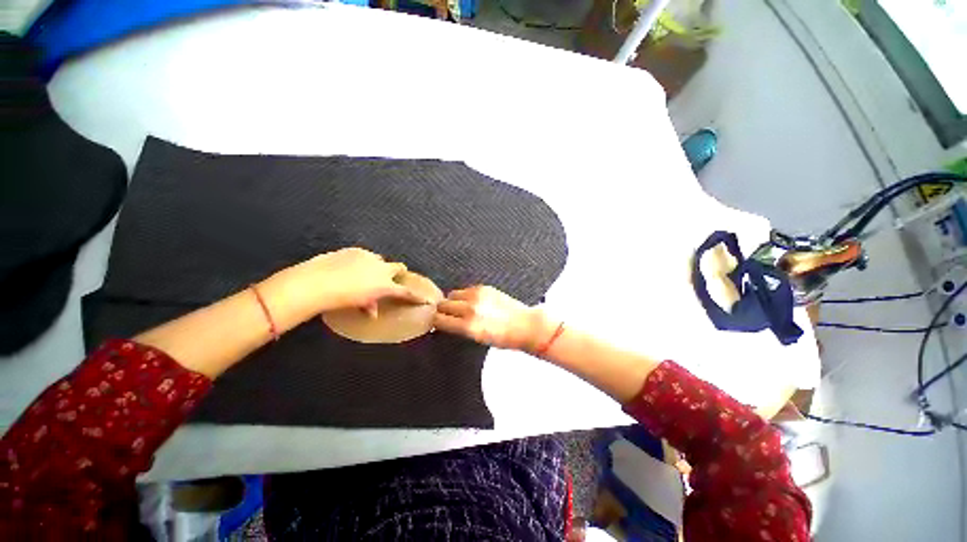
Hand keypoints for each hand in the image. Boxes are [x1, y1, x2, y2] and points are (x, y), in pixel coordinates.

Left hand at [270, 248, 425, 314]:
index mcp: (385, 285)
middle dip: (398, 272)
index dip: (417, 296)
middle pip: (398, 267)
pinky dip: (362, 261)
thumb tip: (373, 312)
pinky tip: (350, 266)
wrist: (316, 282)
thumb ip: (370, 306)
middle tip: (390, 278)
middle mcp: (381, 269)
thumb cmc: (340, 299)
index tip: (426, 300)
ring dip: (377, 266)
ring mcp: (369, 257)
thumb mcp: (358, 305)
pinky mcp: (355, 250)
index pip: (406, 292)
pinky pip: (364, 255)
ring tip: (364, 273)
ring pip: (380, 260)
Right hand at [433, 285, 556, 351]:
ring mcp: (477, 296)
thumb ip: (459, 329)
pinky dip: (464, 296)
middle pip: (442, 305)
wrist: (525, 325)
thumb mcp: (478, 339)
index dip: (436, 322)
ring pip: (451, 295)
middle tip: (448, 315)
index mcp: (468, 327)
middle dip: (442, 311)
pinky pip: (465, 290)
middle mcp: (470, 309)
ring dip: (452, 302)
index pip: (438, 320)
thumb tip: (444, 323)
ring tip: (460, 308)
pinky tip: (472, 302)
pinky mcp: (484, 288)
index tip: (438, 323)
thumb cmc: (504, 338)